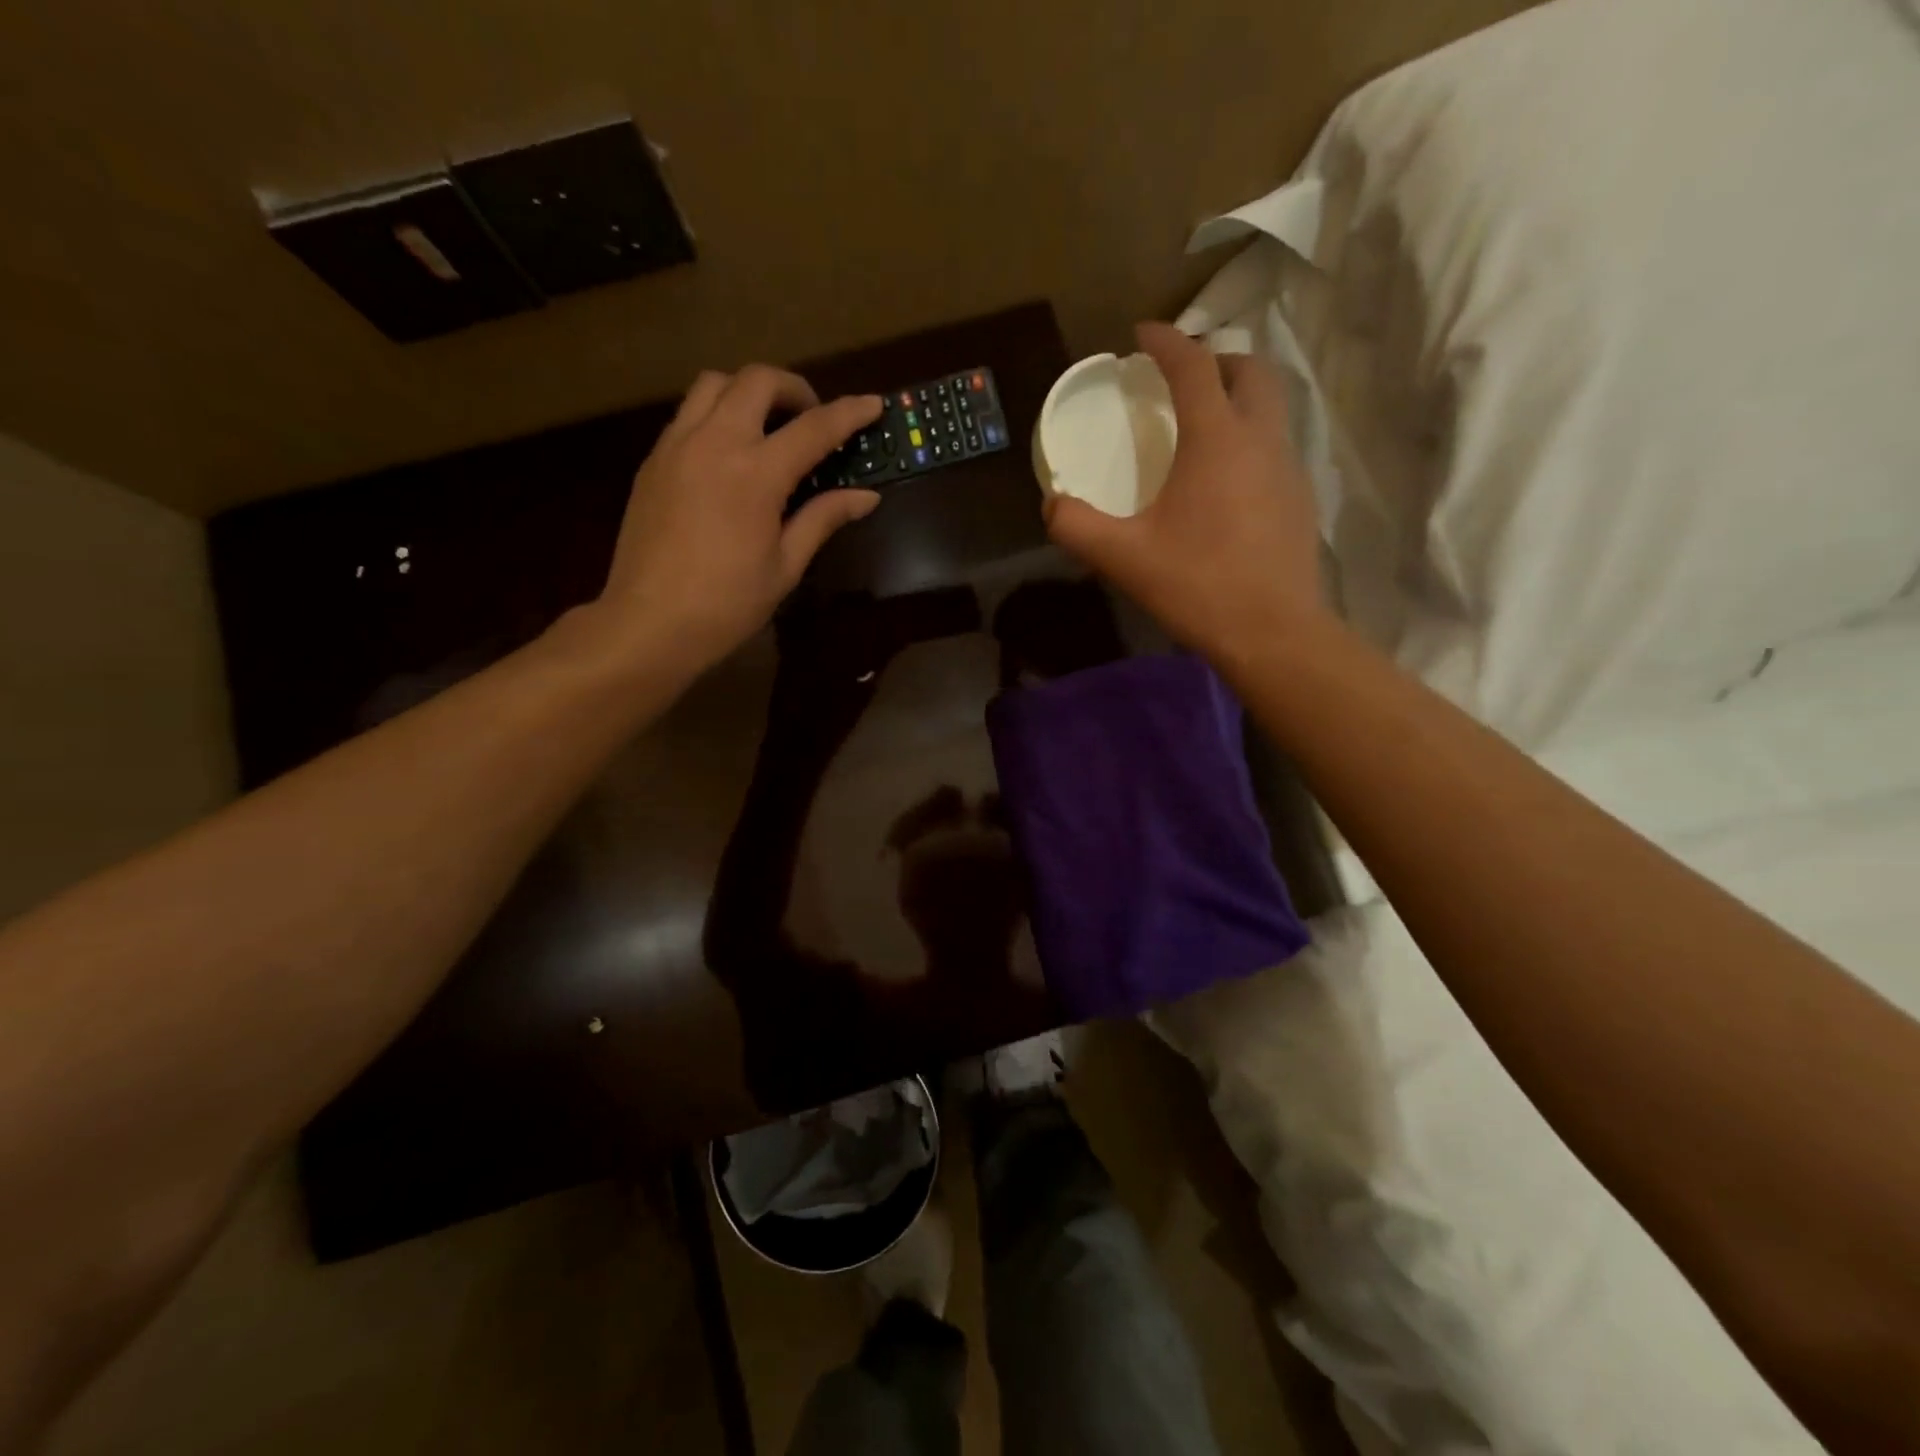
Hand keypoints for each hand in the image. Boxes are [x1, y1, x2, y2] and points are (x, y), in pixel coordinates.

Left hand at [597, 365, 883, 669]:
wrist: (650, 622)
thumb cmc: (727, 604)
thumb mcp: (786, 566)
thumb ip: (823, 519)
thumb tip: (866, 497)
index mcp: (756, 475)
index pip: (814, 428)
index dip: (848, 413)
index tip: (872, 404)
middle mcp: (714, 443)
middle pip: (757, 380)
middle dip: (794, 388)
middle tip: (811, 418)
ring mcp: (676, 445)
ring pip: (715, 383)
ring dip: (749, 391)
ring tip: (767, 425)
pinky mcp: (653, 459)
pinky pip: (688, 413)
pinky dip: (717, 413)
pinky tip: (730, 452)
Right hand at [1044, 323, 1325, 660]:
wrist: (1273, 633)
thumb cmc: (1198, 586)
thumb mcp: (1124, 558)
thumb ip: (1077, 527)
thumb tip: (1051, 506)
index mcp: (1217, 439)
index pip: (1194, 366)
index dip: (1166, 341)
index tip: (1141, 334)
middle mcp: (1260, 439)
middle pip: (1249, 370)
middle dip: (1215, 359)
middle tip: (1180, 378)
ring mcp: (1289, 467)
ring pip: (1270, 407)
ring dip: (1237, 397)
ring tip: (1202, 424)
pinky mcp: (1299, 498)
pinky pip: (1276, 445)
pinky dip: (1250, 437)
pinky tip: (1226, 479)